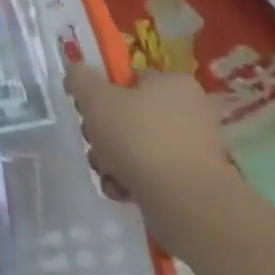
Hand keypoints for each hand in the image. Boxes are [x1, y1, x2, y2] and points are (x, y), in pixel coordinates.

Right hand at [65, 64, 236, 251]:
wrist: (185, 202)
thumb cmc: (138, 137)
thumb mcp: (94, 97)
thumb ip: (79, 78)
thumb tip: (77, 73)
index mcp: (174, 83)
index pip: (130, 80)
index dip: (103, 93)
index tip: (88, 111)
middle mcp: (192, 111)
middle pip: (131, 115)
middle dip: (104, 132)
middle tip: (95, 143)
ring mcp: (197, 149)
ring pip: (138, 146)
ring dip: (113, 158)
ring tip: (107, 172)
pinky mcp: (195, 181)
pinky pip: (154, 173)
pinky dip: (133, 180)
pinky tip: (122, 189)